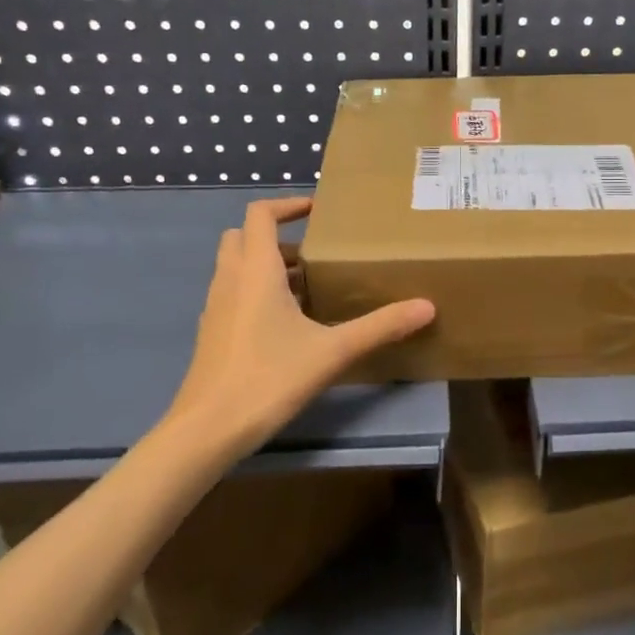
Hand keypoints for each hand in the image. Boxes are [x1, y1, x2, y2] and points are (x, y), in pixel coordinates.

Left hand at [171, 197, 434, 457]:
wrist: (207, 430)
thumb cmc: (268, 378)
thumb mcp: (332, 351)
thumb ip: (380, 327)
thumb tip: (427, 307)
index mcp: (255, 270)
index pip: (260, 214)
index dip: (287, 204)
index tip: (318, 211)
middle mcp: (230, 280)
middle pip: (243, 236)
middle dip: (276, 236)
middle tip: (314, 254)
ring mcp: (216, 307)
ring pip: (237, 267)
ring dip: (267, 266)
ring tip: (309, 287)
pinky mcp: (212, 333)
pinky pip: (234, 294)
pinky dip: (257, 292)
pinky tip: (288, 324)